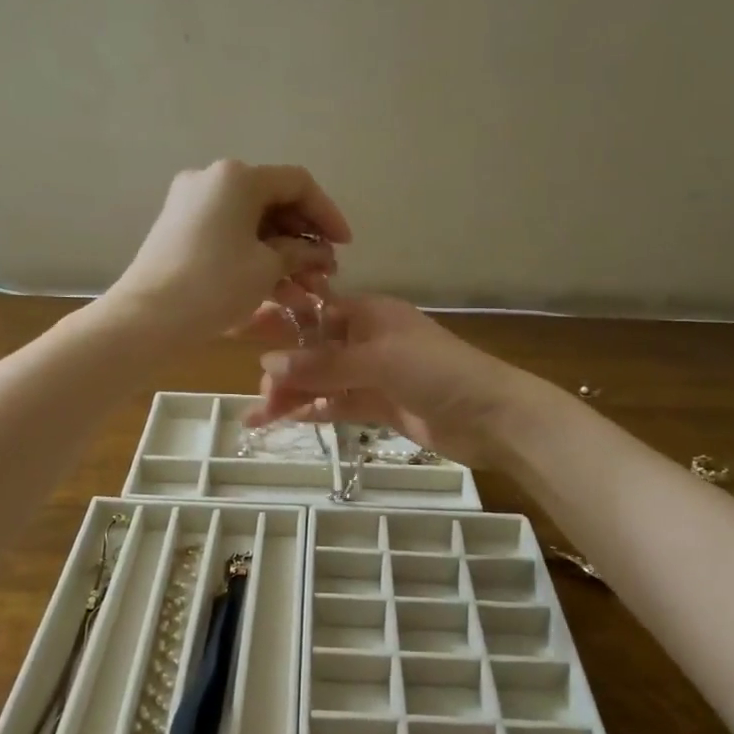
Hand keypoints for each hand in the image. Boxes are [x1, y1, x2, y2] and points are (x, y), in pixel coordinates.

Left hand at [107, 160, 350, 342]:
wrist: (146, 319)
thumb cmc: (214, 285)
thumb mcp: (266, 268)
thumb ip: (299, 254)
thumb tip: (318, 255)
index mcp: (236, 177)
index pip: (297, 184)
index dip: (327, 214)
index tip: (345, 246)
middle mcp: (213, 180)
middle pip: (274, 203)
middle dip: (305, 240)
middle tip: (326, 272)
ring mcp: (192, 205)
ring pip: (253, 224)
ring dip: (284, 255)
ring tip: (309, 291)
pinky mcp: (181, 231)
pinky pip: (231, 236)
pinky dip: (256, 258)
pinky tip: (280, 291)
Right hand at [243, 294, 530, 465]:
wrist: (491, 417)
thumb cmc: (437, 373)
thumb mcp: (377, 361)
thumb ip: (323, 365)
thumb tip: (267, 364)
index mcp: (369, 314)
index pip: (315, 312)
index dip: (280, 322)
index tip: (242, 332)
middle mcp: (367, 340)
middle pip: (314, 350)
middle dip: (283, 369)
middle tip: (256, 395)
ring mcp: (374, 374)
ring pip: (322, 381)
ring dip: (292, 396)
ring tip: (257, 418)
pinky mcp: (380, 405)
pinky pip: (337, 404)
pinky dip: (312, 411)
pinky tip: (284, 421)